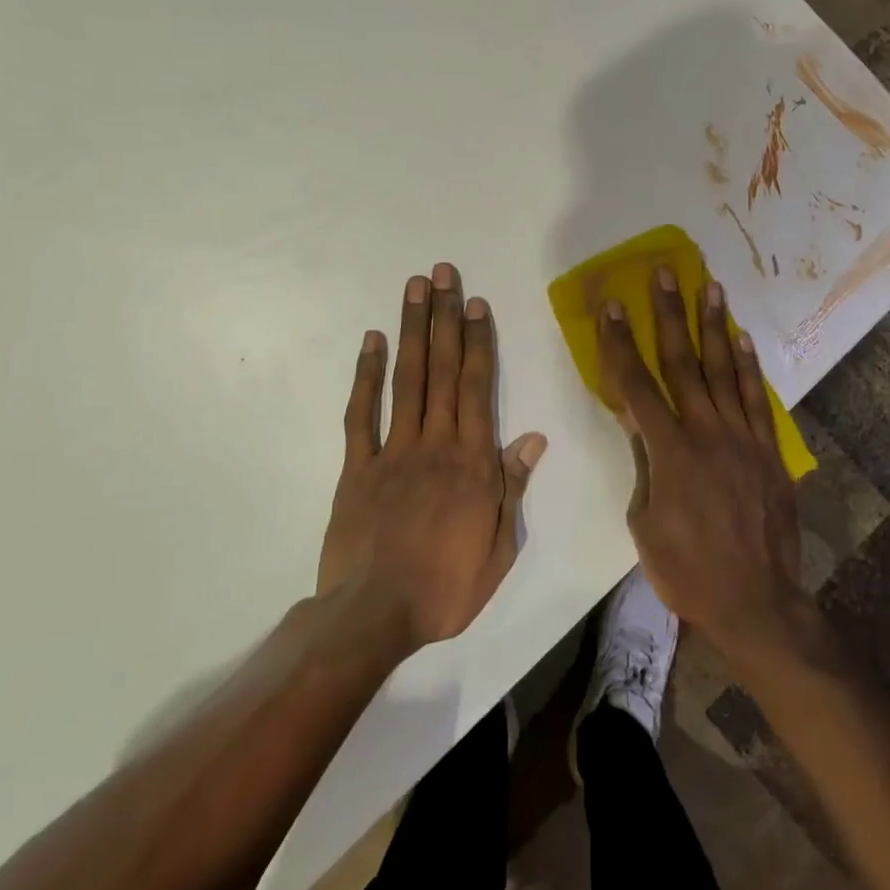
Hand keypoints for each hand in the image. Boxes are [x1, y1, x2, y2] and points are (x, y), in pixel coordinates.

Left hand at [318, 263, 546, 653]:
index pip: (476, 387)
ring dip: (411, 331)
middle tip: (442, 274)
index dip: (477, 341)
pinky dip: (365, 376)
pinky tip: (371, 342)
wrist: (374, 616)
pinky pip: (361, 414)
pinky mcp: (356, 467)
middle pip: (441, 369)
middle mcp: (435, 443)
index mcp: (472, 461)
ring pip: (406, 379)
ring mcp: (393, 450)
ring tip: (413, 289)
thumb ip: (513, 487)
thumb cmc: (446, 587)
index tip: (475, 303)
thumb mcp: (499, 547)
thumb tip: (532, 438)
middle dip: (443, 318)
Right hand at [596, 268, 806, 649]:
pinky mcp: (768, 450)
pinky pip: (757, 398)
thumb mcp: (644, 521)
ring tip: (710, 285)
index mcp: (669, 451)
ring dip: (714, 325)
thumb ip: (644, 464)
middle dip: (670, 313)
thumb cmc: (686, 570)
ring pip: (725, 369)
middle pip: (683, 362)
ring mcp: (742, 438)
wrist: (755, 601)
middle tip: (666, 273)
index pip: (636, 385)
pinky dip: (750, 366)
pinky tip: (743, 338)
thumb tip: (639, 422)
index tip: (611, 305)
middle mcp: (706, 432)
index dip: (620, 343)